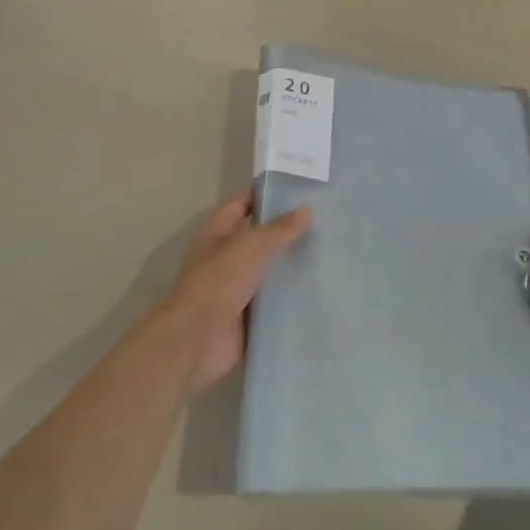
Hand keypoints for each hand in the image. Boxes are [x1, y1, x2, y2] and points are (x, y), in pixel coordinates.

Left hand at [162, 190, 311, 390]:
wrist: (196, 341)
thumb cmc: (217, 283)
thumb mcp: (250, 246)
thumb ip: (279, 229)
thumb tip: (306, 209)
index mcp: (218, 232)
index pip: (244, 202)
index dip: (268, 192)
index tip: (303, 188)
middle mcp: (227, 256)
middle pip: (261, 236)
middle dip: (289, 229)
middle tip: (328, 220)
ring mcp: (238, 287)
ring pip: (271, 269)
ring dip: (294, 263)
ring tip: (333, 251)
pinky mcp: (250, 315)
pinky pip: (276, 300)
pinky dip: (293, 295)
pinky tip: (322, 287)